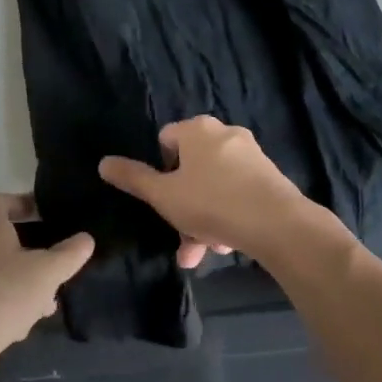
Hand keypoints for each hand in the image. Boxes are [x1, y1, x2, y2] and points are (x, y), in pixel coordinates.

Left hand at [0, 194, 93, 366]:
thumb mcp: (45, 274)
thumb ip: (68, 255)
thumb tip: (86, 239)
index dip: (17, 202)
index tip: (39, 215)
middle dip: (27, 254)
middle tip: (50, 270)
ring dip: (17, 285)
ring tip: (42, 307)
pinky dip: (0, 307)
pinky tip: (16, 329)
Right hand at [98, 116, 338, 268]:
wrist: (278, 223)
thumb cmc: (211, 203)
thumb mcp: (164, 195)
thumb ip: (133, 178)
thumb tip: (103, 162)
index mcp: (197, 129)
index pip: (166, 140)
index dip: (160, 170)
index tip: (163, 198)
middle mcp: (225, 133)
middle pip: (192, 168)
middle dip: (183, 206)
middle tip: (181, 238)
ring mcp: (250, 154)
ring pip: (214, 186)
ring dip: (204, 219)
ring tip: (205, 252)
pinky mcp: (269, 176)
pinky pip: (237, 193)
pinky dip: (227, 215)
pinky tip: (228, 245)